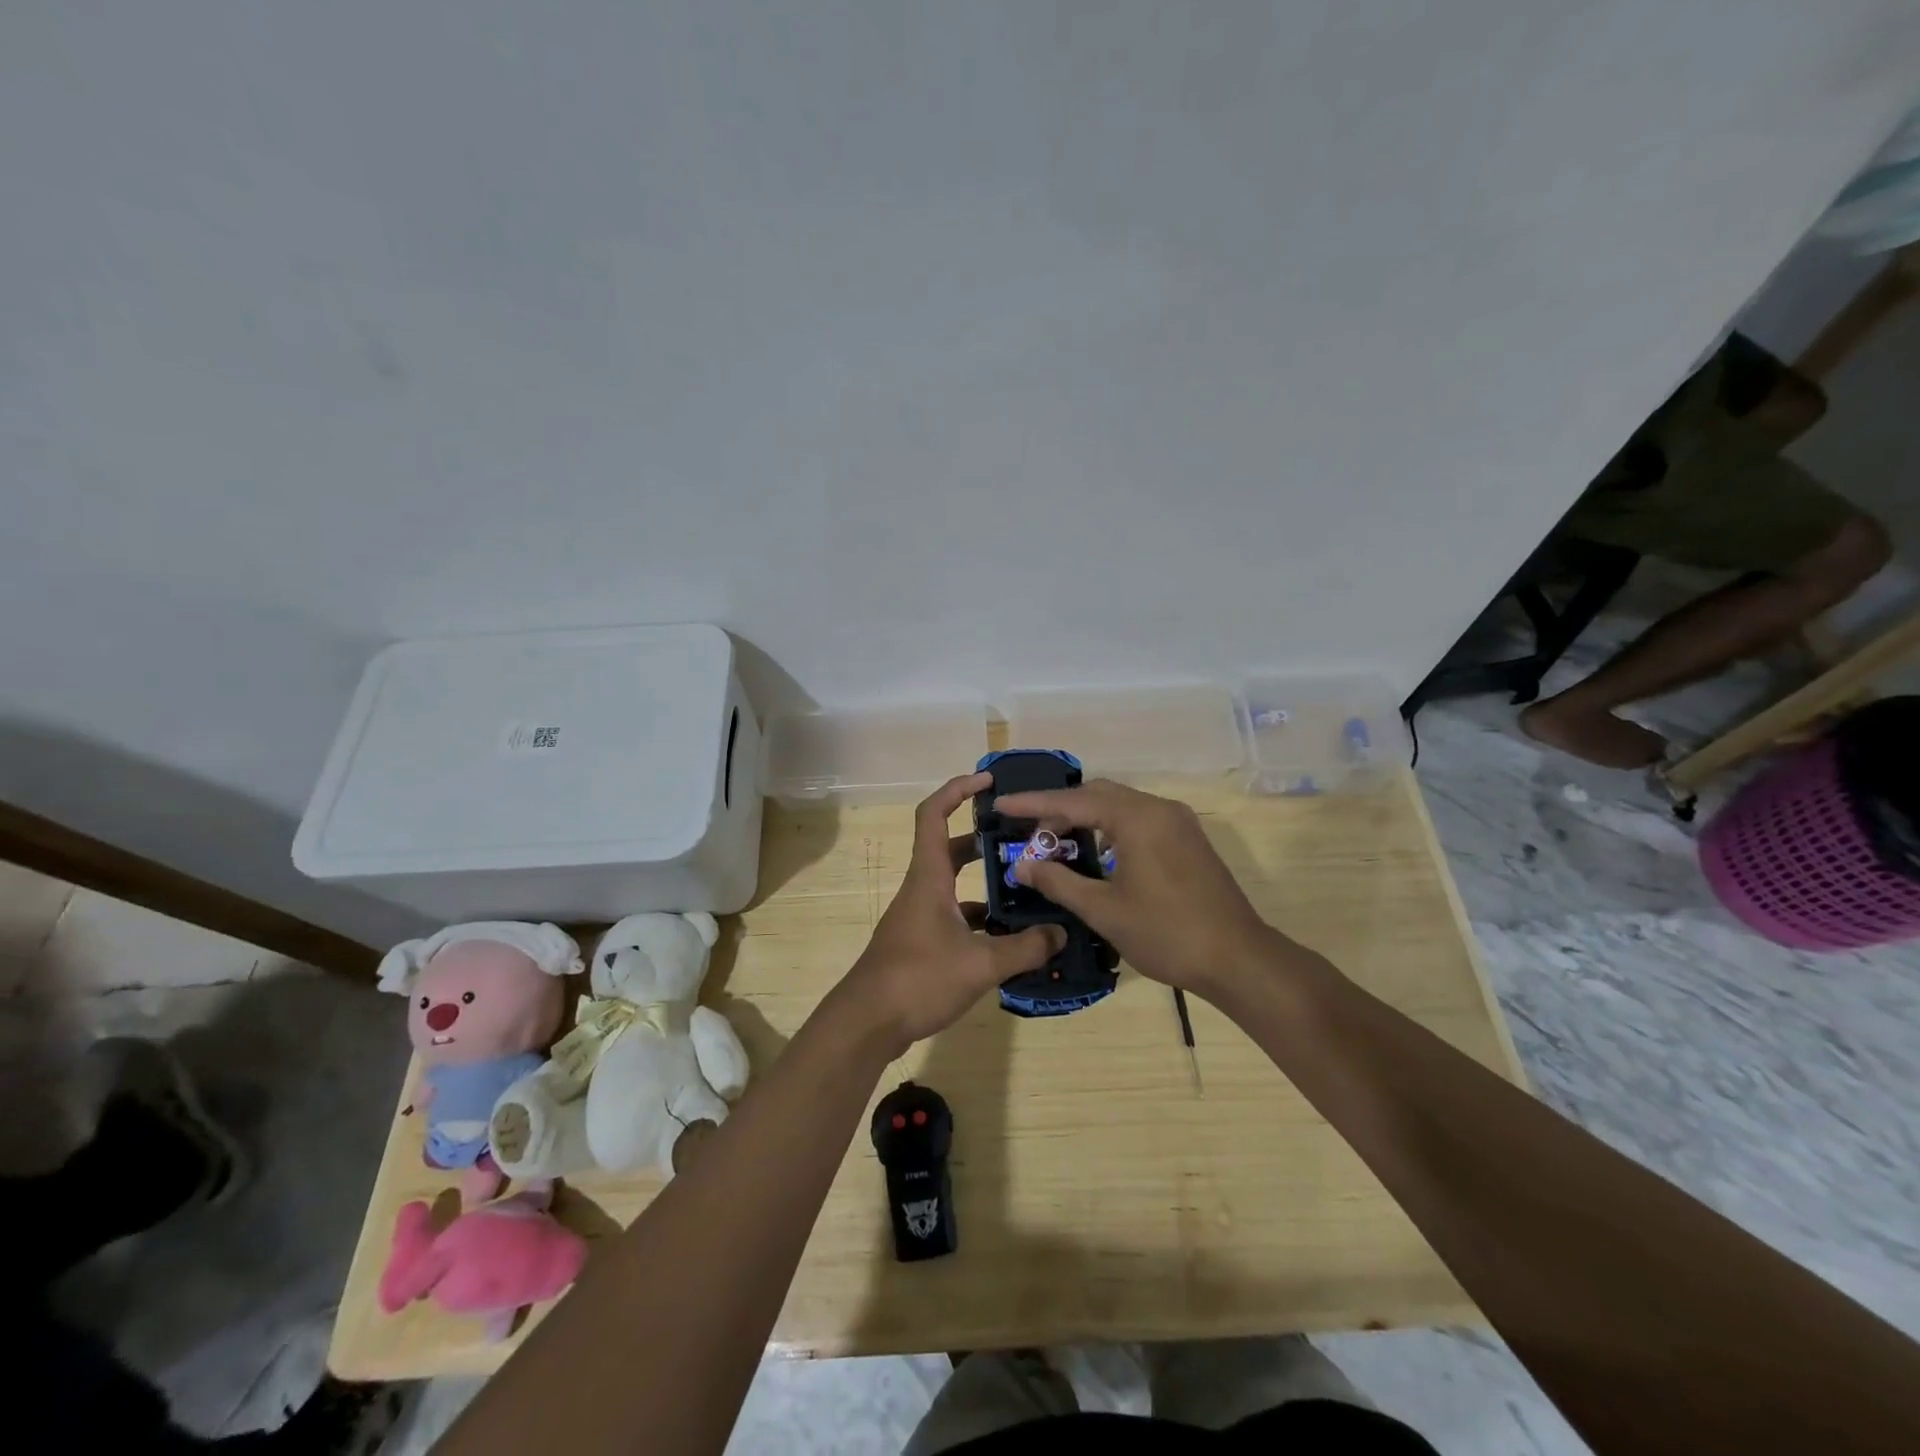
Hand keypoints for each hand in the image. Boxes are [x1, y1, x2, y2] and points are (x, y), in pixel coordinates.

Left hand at [834, 772, 1063, 1054]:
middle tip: (1023, 841)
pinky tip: (1008, 938)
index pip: (934, 814)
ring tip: (1027, 890)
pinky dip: (979, 920)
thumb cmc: (918, 978)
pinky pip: (954, 917)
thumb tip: (1061, 933)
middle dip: (984, 840)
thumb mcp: (980, 963)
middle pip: (950, 849)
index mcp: (929, 877)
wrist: (867, 1023)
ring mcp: (918, 917)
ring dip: (985, 884)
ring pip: (954, 886)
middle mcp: (922, 889)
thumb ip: (1024, 948)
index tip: (988, 781)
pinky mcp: (919, 943)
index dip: (958, 790)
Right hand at [994, 778, 1281, 1000]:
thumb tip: (1022, 865)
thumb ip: (1058, 881)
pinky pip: (1138, 819)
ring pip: (1120, 806)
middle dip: (1059, 809)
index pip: (1073, 801)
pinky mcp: (1188, 839)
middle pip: (1098, 795)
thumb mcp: (1103, 909)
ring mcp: (1178, 822)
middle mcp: (1158, 808)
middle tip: (1029, 833)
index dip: (1033, 803)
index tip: (1002, 803)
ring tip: (1057, 843)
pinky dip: (1110, 828)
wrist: (1238, 959)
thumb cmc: (1166, 933)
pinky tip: (1097, 853)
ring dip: (1086, 818)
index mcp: (1137, 818)